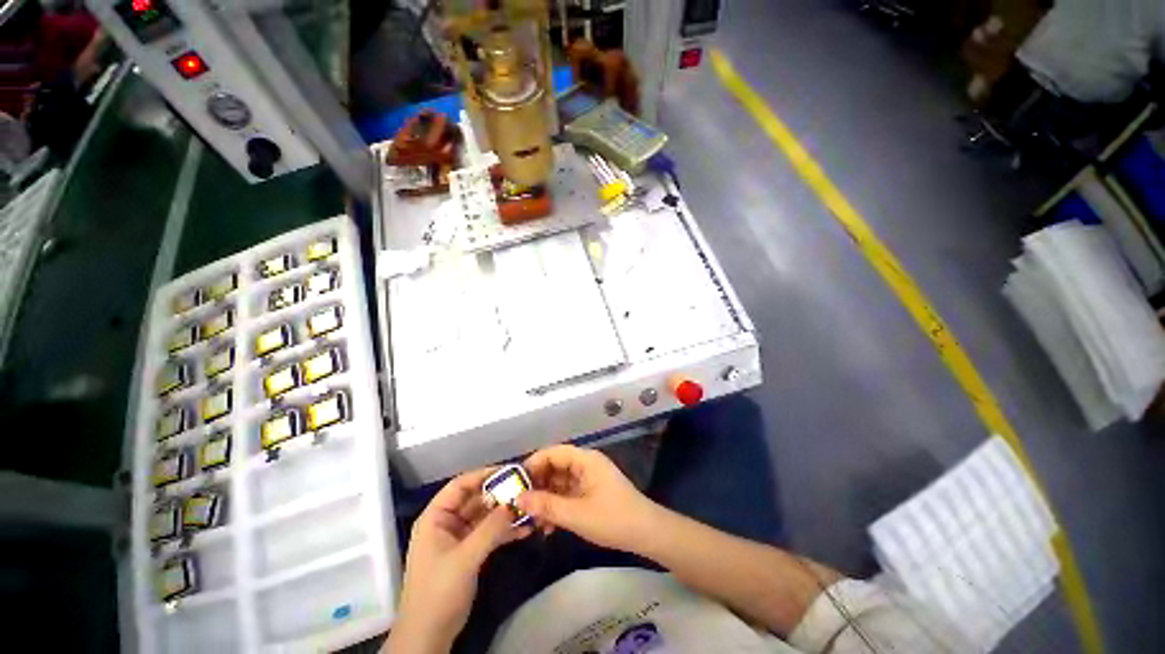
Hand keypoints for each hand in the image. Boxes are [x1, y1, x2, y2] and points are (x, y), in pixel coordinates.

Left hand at [388, 469, 532, 653]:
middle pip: (476, 499)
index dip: (483, 475)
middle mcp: (447, 523)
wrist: (429, 636)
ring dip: (505, 514)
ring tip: (529, 508)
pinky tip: (525, 530)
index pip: (460, 485)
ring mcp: (459, 538)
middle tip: (525, 489)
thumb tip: (514, 503)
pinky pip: (489, 534)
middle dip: (500, 495)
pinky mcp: (469, 552)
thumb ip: (490, 528)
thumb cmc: (439, 591)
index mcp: (436, 517)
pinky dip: (505, 531)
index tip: (509, 471)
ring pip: (485, 516)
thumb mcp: (465, 558)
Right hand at [517, 445, 660, 552]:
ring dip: (546, 499)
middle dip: (537, 485)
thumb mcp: (576, 514)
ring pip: (560, 483)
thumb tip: (518, 499)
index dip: (533, 464)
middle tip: (519, 504)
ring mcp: (589, 479)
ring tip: (530, 521)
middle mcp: (586, 464)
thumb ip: (546, 506)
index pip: (553, 452)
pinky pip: (568, 494)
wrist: (646, 533)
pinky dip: (557, 507)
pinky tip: (547, 527)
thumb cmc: (612, 518)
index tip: (515, 482)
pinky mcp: (591, 493)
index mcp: (585, 460)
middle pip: (555, 467)